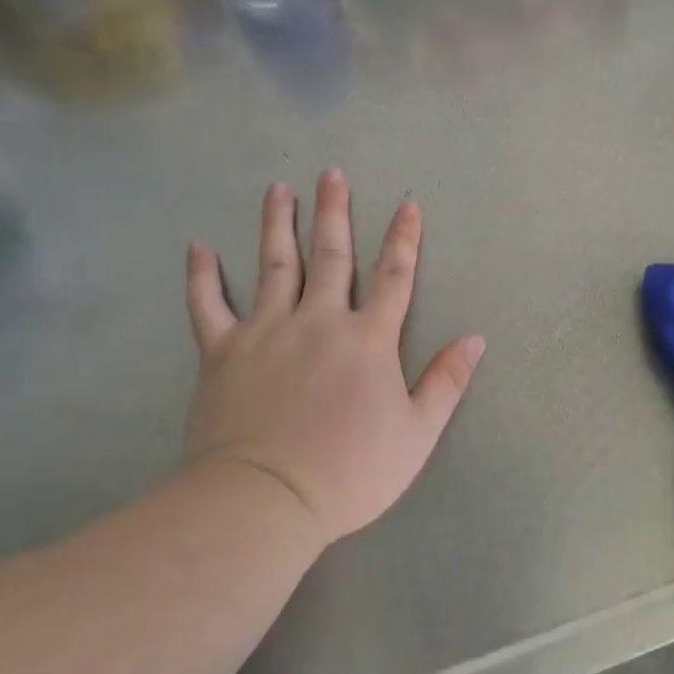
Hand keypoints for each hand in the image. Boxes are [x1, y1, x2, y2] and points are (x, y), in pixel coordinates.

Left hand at [182, 170, 485, 551]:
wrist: (266, 500)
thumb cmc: (350, 471)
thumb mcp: (416, 434)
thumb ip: (446, 382)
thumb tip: (475, 339)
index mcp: (368, 339)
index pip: (394, 276)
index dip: (404, 239)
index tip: (407, 205)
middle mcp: (319, 320)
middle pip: (331, 255)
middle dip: (334, 212)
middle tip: (331, 173)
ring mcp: (267, 331)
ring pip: (273, 265)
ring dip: (277, 224)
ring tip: (278, 189)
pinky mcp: (223, 352)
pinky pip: (209, 305)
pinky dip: (203, 276)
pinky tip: (199, 247)